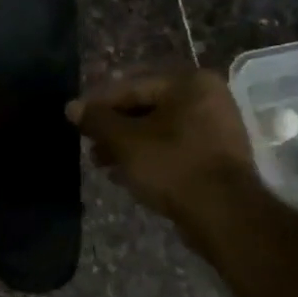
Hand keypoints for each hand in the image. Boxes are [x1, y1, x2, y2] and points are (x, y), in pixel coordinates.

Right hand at [67, 69, 257, 227]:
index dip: (98, 104)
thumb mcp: (125, 141)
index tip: (75, 120)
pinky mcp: (217, 156)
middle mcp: (207, 97)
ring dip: (128, 145)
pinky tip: (126, 175)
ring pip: (159, 129)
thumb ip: (97, 120)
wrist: (224, 214)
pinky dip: (150, 156)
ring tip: (102, 163)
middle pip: (147, 106)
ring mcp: (216, 127)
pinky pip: (174, 148)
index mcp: (189, 82)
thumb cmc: (172, 166)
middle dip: (114, 127)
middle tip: (89, 145)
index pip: (131, 86)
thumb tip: (72, 107)